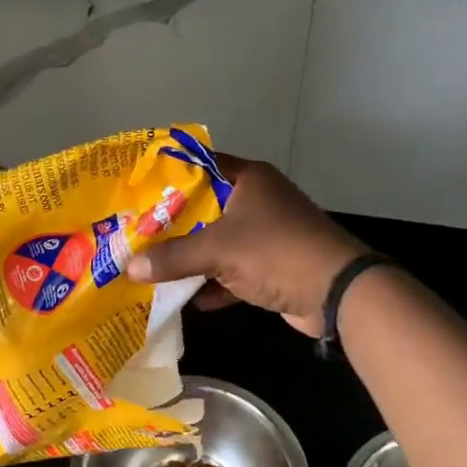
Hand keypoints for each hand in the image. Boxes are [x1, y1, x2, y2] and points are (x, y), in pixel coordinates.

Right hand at [124, 156, 369, 335]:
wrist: (337, 292)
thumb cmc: (276, 252)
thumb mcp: (218, 250)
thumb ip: (172, 257)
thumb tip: (130, 267)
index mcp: (247, 180)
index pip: (198, 167)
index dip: (166, 178)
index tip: (134, 192)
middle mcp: (256, 201)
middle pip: (203, 208)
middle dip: (170, 226)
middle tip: (133, 235)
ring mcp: (266, 235)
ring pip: (217, 243)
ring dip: (190, 258)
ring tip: (150, 268)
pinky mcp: (272, 266)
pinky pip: (232, 272)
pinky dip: (213, 284)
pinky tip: (186, 300)